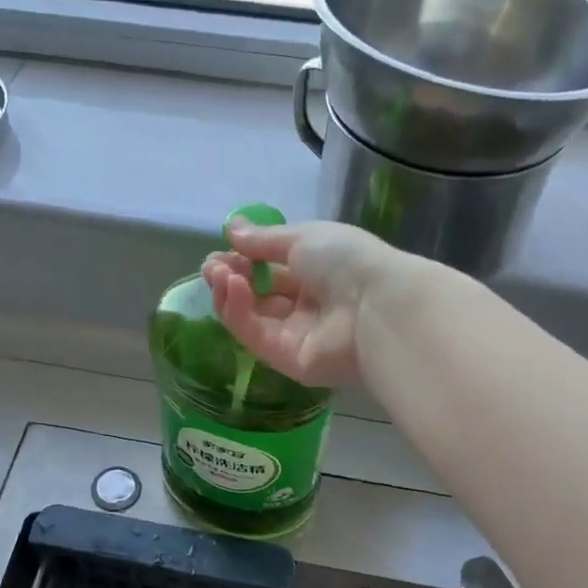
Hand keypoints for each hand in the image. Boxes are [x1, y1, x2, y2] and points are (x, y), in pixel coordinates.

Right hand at [202, 219, 418, 388]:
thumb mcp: (302, 237)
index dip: (243, 261)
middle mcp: (305, 306)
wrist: (376, 305)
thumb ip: (263, 239)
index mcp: (316, 273)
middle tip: (212, 267)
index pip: (270, 270)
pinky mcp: (285, 359)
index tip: (221, 251)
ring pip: (250, 317)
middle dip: (230, 278)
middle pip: (257, 295)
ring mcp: (295, 335)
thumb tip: (231, 228)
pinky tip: (234, 289)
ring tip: (220, 274)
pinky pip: (254, 335)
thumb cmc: (346, 260)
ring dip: (230, 293)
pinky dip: (238, 312)